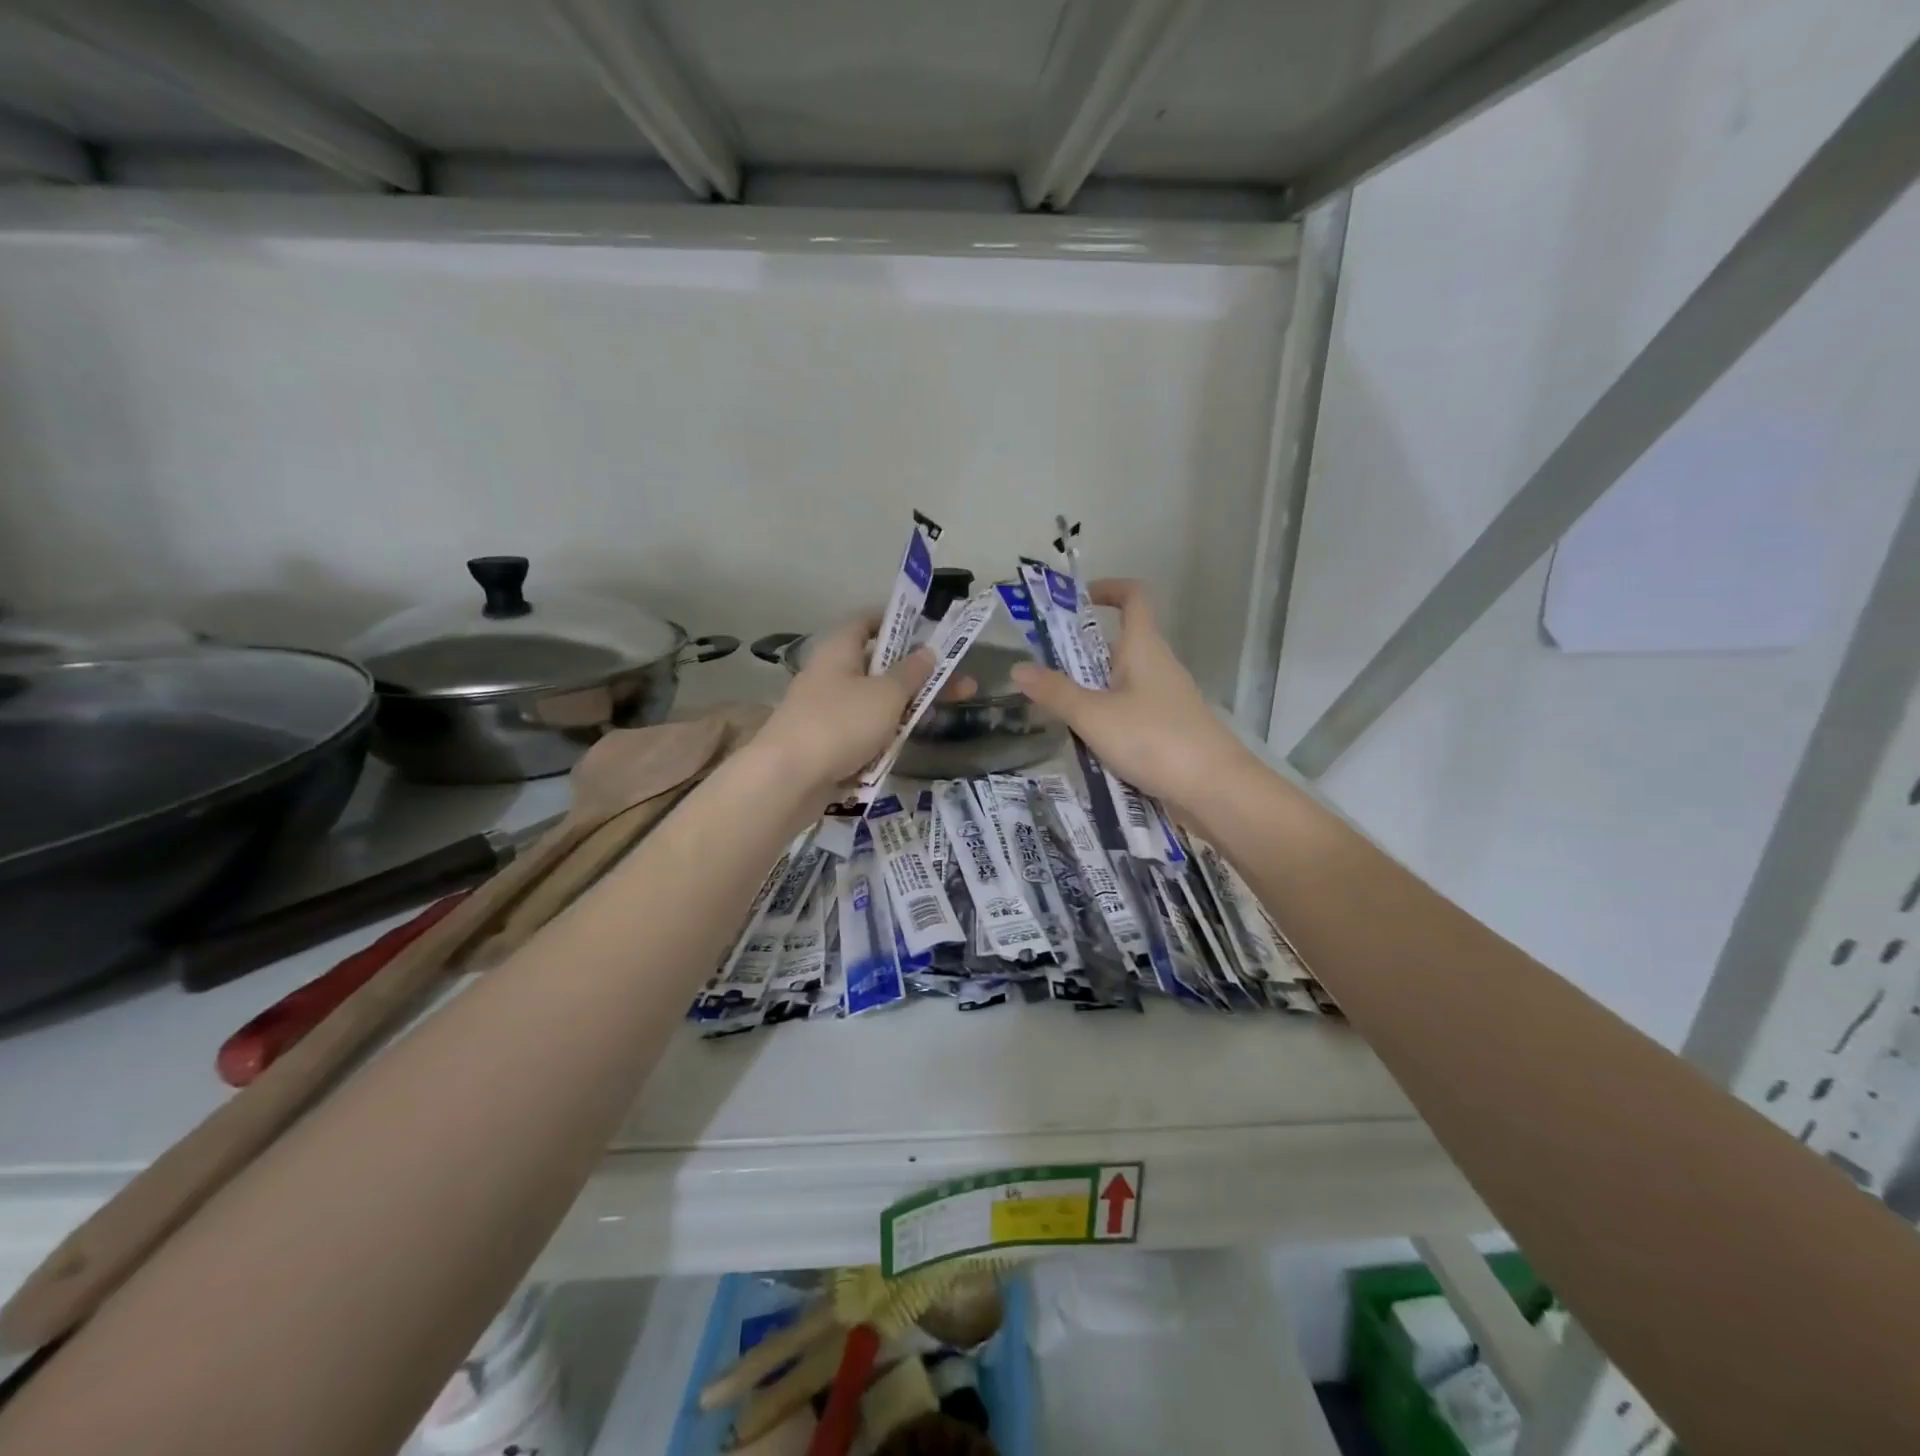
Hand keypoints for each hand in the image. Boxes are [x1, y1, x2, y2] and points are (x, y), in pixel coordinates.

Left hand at [759, 611, 934, 792]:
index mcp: (839, 650)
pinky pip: (861, 734)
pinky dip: (882, 738)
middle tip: (961, 686)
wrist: (787, 780)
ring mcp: (826, 711)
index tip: (928, 633)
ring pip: (873, 704)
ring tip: (939, 720)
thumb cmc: (840, 724)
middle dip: (918, 678)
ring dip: (904, 711)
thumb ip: (911, 673)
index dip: (897, 623)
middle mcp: (830, 675)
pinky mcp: (826, 744)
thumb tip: (928, 652)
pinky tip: (902, 748)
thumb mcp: (886, 695)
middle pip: (879, 668)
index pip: (867, 622)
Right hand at [1009, 579, 1253, 818]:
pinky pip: (1130, 714)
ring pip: (1120, 685)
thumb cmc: (1154, 739)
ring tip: (1055, 715)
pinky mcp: (1169, 731)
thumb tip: (1017, 668)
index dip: (1107, 589)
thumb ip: (1055, 693)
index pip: (1133, 597)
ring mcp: (1166, 700)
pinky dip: (1106, 722)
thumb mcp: (1093, 715)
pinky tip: (1086, 746)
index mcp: (1144, 648)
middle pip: (1117, 646)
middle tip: (1042, 674)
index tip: (1075, 602)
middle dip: (1079, 655)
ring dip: (1089, 693)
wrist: (1214, 789)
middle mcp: (1158, 667)